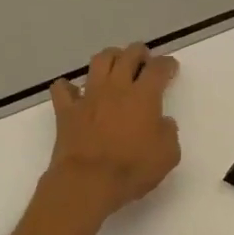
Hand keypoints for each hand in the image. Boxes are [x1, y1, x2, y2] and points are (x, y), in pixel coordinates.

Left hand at [46, 45, 181, 219]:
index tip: (171, 68)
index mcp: (144, 96)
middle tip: (144, 59)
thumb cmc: (132, 169)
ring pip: (99, 62)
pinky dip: (68, 87)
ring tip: (115, 63)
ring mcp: (88, 97)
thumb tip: (164, 122)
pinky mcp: (66, 110)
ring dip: (110, 57)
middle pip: (128, 56)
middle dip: (139, 53)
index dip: (167, 64)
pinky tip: (74, 91)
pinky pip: (63, 89)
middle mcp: (116, 88)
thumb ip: (169, 133)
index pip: (158, 69)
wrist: (88, 181)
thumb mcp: (167, 155)